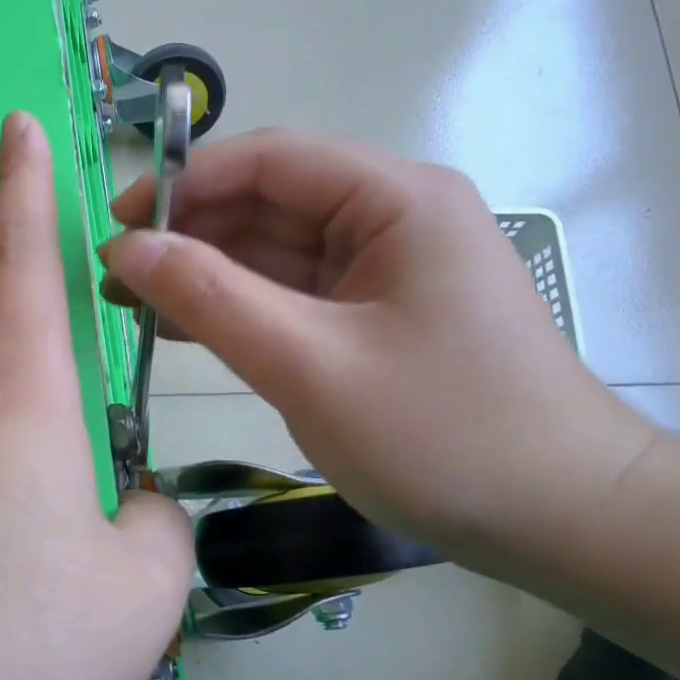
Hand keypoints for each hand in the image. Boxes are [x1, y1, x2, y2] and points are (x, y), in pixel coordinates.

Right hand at [99, 129, 654, 555]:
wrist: (563, 520)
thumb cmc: (444, 437)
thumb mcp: (311, 366)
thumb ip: (213, 299)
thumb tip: (127, 247)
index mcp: (396, 198)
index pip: (270, 159)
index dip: (185, 185)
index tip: (117, 226)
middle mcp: (394, 215)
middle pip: (270, 203)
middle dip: (191, 235)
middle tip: (116, 278)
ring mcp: (388, 268)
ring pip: (277, 252)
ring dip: (208, 274)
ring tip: (134, 303)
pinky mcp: (380, 315)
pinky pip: (297, 294)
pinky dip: (242, 308)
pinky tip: (185, 327)